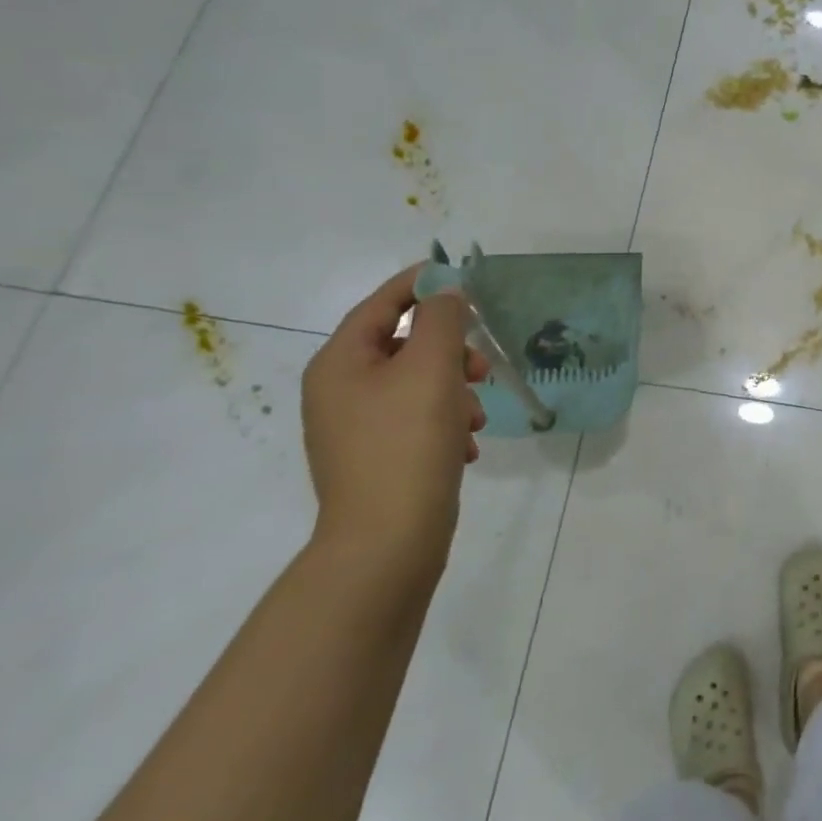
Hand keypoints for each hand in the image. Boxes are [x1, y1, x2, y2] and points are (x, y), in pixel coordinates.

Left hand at [301, 265, 489, 577]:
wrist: (388, 541)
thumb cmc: (407, 443)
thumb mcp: (431, 368)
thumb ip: (441, 319)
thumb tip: (444, 293)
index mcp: (340, 363)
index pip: (381, 304)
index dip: (421, 284)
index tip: (463, 279)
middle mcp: (339, 391)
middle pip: (403, 345)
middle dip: (450, 350)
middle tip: (482, 367)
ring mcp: (356, 428)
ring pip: (416, 384)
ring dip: (455, 389)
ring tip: (477, 415)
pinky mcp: (376, 457)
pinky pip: (416, 419)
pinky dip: (446, 421)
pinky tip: (467, 444)